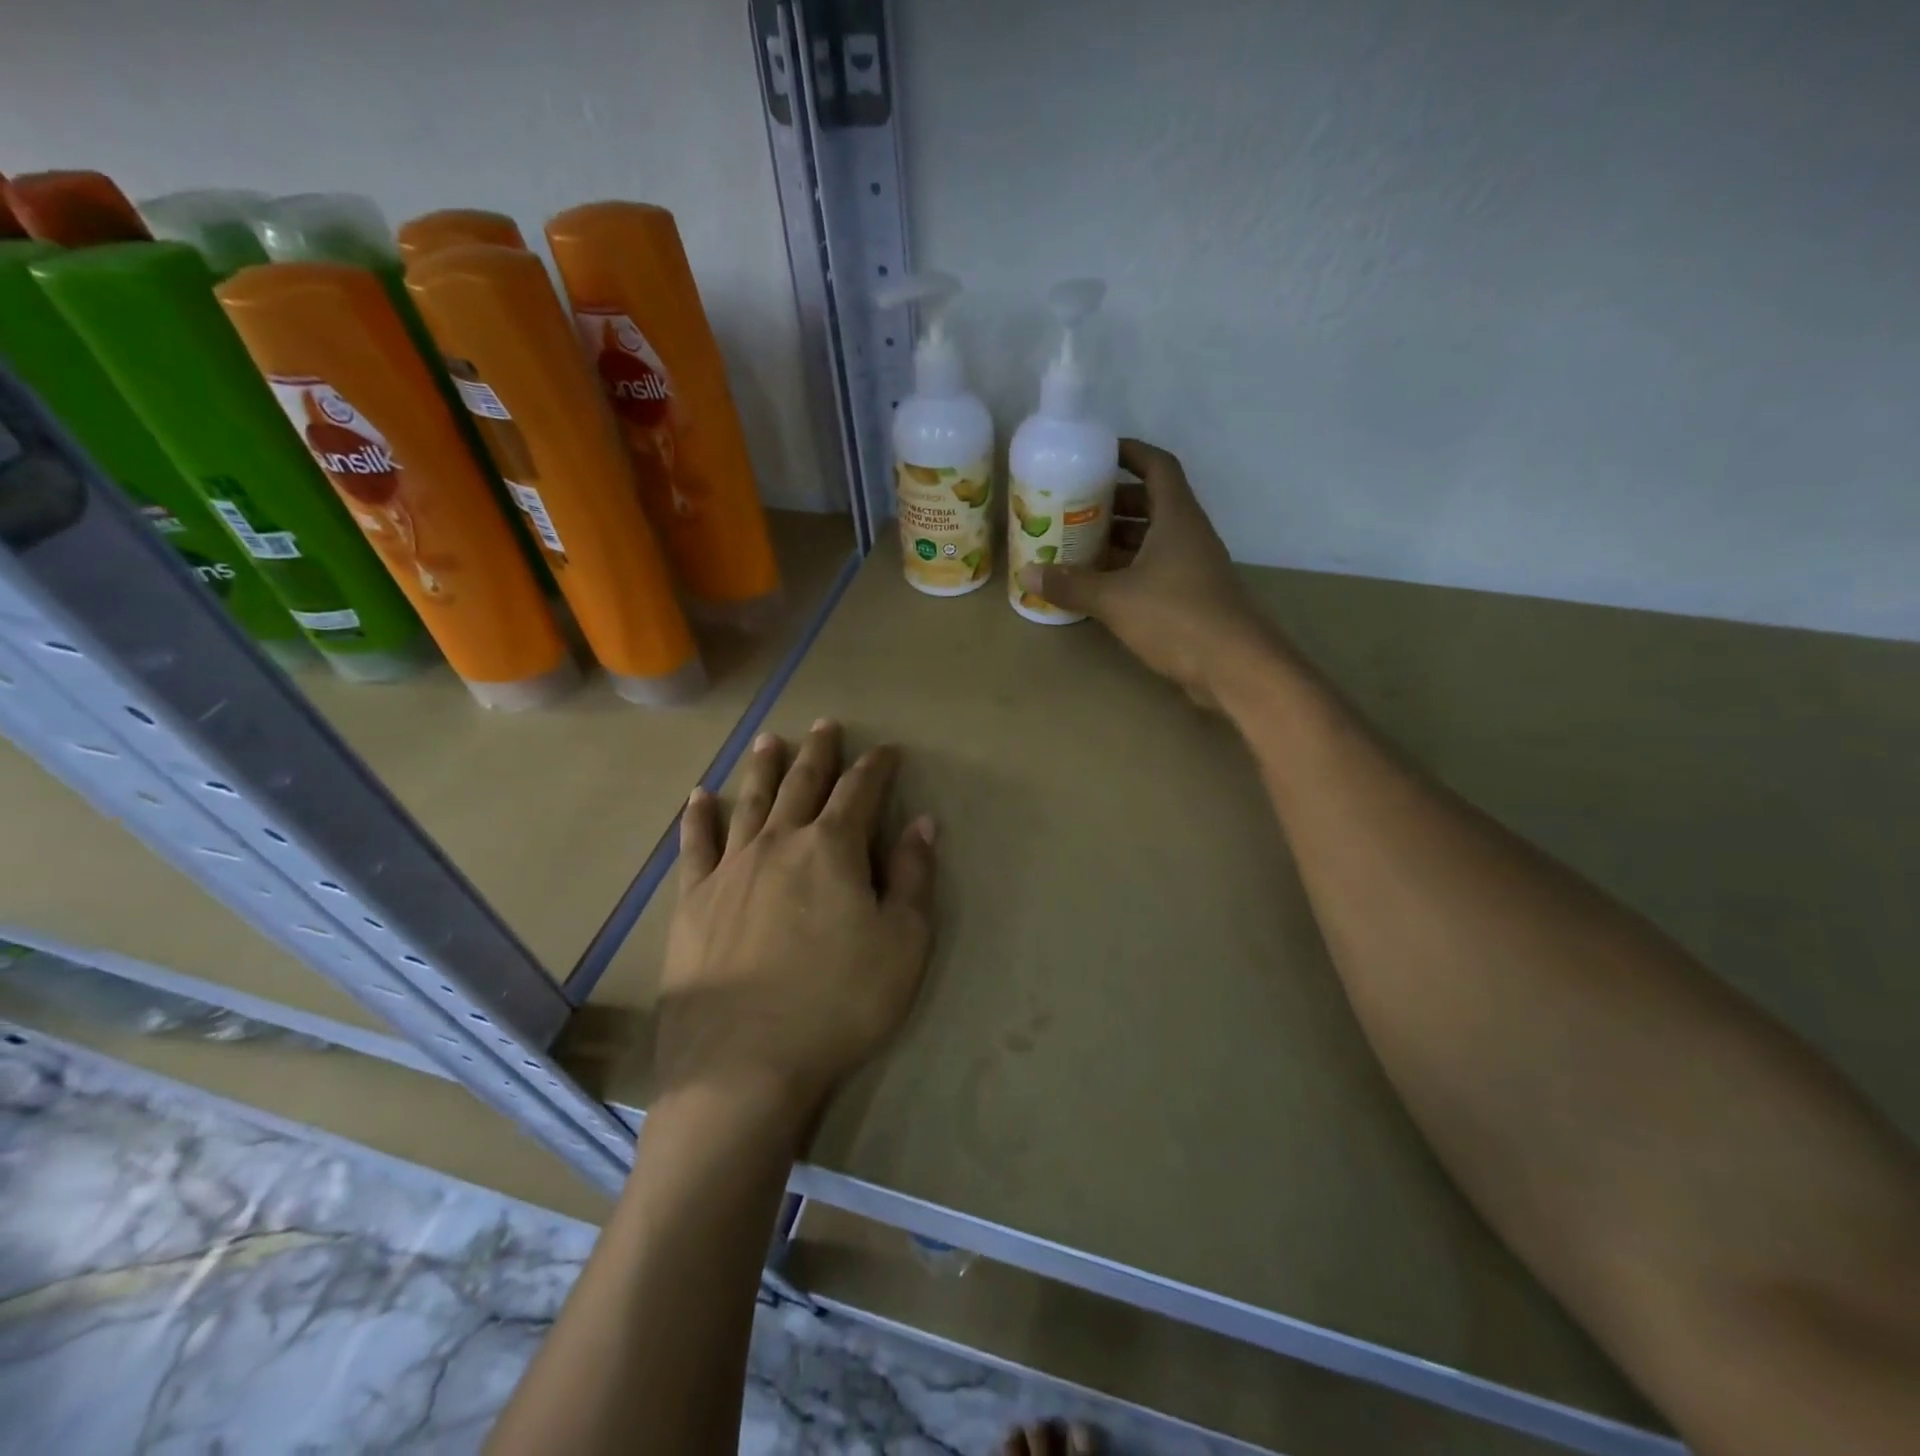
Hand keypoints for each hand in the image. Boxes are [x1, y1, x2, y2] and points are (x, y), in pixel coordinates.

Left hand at [658, 720, 937, 1125]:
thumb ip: (914, 877)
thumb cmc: (839, 1002)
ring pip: (751, 801)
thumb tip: (922, 823)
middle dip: (819, 752)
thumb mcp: (903, 943)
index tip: (887, 749)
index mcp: (832, 849)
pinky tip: (700, 797)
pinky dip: (699, 816)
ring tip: (770, 740)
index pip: (860, 792)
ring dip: (764, 768)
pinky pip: (696, 845)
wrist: (744, 1061)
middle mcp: (780, 843)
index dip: (876, 767)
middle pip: (803, 784)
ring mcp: (731, 868)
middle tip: (826, 725)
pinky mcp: (693, 900)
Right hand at [1019, 439, 1273, 707]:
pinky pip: (1155, 569)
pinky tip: (1099, 585)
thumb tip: (1027, 572)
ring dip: (1119, 538)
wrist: (1234, 667)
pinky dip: (1127, 569)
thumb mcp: (1115, 599)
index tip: (1098, 452)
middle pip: (1152, 503)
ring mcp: (1192, 567)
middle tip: (1074, 505)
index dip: (1130, 452)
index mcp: (1176, 518)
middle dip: (1114, 501)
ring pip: (1152, 539)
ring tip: (1078, 544)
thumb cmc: (1176, 617)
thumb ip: (1071, 585)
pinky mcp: (1191, 597)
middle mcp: (1188, 535)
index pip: (1157, 466)